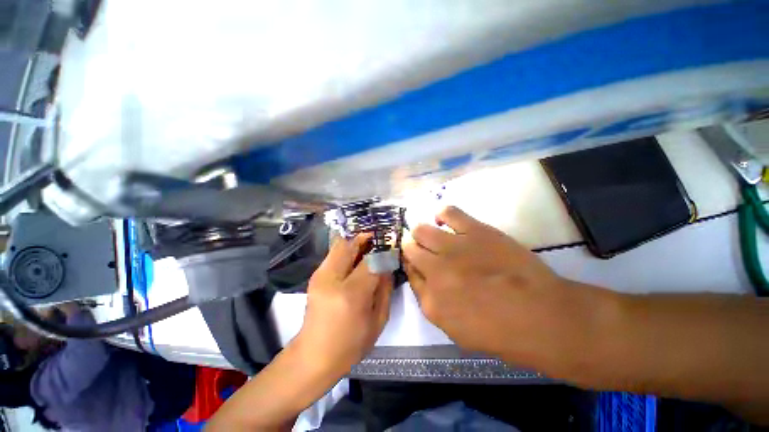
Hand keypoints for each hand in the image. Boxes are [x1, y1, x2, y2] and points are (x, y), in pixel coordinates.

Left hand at [295, 234, 392, 376]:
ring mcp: (319, 275)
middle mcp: (332, 279)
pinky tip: (357, 257)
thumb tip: (388, 265)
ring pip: (340, 244)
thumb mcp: (378, 320)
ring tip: (370, 246)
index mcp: (351, 294)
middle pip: (350, 244)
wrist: (314, 356)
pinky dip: (348, 249)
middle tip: (380, 239)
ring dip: (356, 241)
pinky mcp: (315, 275)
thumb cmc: (351, 344)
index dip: (383, 251)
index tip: (392, 247)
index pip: (371, 261)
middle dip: (367, 238)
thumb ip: (385, 289)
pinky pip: (334, 253)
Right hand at [403, 206, 611, 372]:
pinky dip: (442, 214)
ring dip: (422, 232)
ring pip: (421, 229)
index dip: (411, 265)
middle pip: (410, 249)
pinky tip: (443, 219)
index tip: (416, 261)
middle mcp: (435, 271)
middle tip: (423, 248)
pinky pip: (448, 212)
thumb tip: (422, 278)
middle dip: (412, 247)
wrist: (540, 316)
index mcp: (430, 300)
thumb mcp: (456, 331)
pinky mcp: (474, 231)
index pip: (409, 273)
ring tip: (431, 234)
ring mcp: (453, 248)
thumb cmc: (500, 332)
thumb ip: (432, 303)